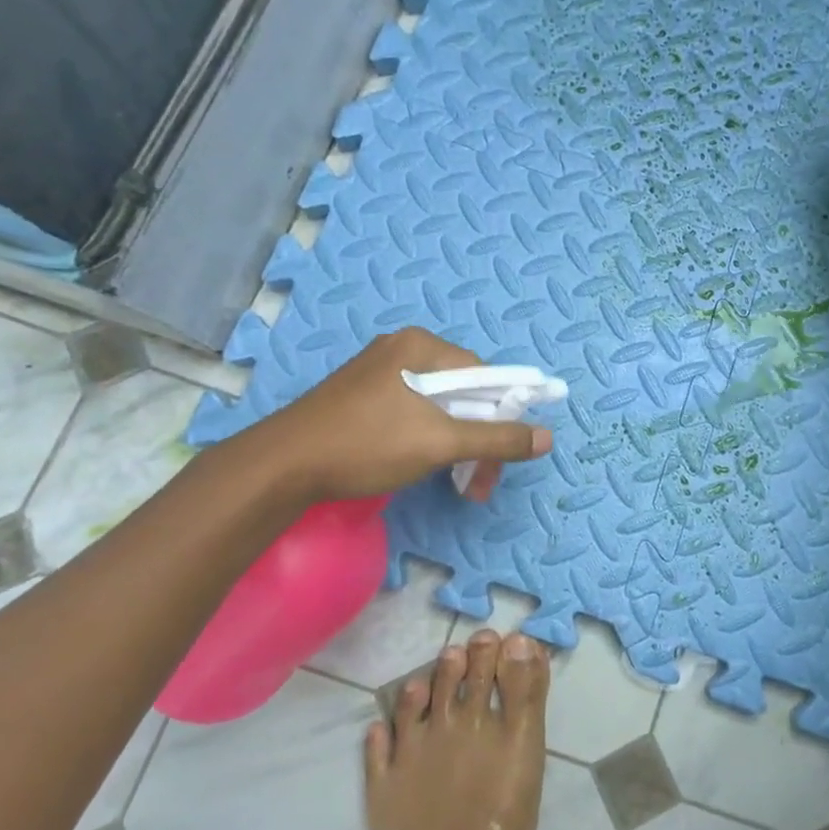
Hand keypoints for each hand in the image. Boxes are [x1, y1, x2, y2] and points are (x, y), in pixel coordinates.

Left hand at [257, 328, 552, 503]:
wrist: (282, 466)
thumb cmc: (366, 444)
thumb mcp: (440, 442)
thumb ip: (496, 438)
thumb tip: (547, 437)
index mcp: (420, 346)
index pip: (483, 375)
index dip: (501, 416)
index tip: (500, 457)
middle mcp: (401, 350)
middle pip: (462, 392)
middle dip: (477, 439)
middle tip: (477, 483)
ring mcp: (378, 373)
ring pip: (437, 407)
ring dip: (454, 445)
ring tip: (454, 483)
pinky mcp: (361, 396)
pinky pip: (411, 412)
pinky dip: (427, 440)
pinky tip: (421, 466)